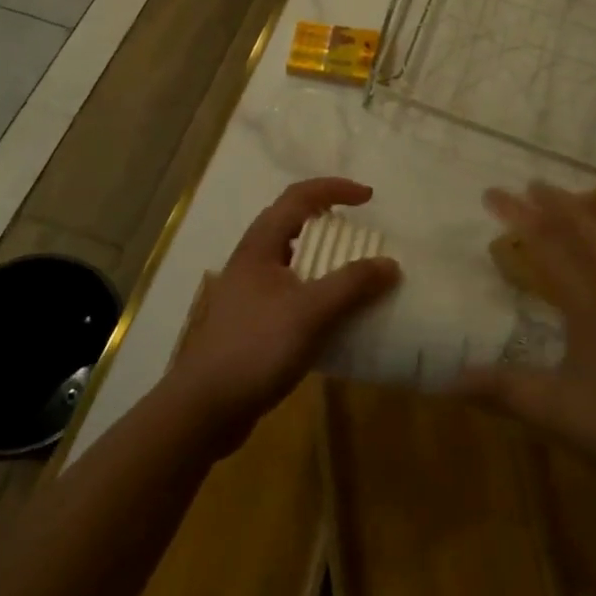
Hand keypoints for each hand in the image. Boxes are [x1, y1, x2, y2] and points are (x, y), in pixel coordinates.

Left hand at [170, 177, 399, 450]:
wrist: (205, 407)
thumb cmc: (256, 347)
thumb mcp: (311, 313)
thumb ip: (351, 285)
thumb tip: (390, 264)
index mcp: (261, 245)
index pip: (299, 197)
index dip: (334, 189)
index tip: (369, 198)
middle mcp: (252, 260)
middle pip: (292, 221)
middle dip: (329, 219)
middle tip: (362, 232)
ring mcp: (249, 291)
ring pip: (291, 257)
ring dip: (323, 256)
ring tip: (353, 270)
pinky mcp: (252, 320)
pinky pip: (291, 289)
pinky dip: (316, 288)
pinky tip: (333, 314)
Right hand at [457, 183, 595, 500]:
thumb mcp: (555, 413)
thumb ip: (500, 390)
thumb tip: (447, 379)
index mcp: (593, 303)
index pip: (549, 242)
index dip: (518, 214)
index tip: (491, 195)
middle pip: (588, 225)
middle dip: (555, 200)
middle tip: (528, 186)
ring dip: (594, 207)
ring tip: (572, 197)